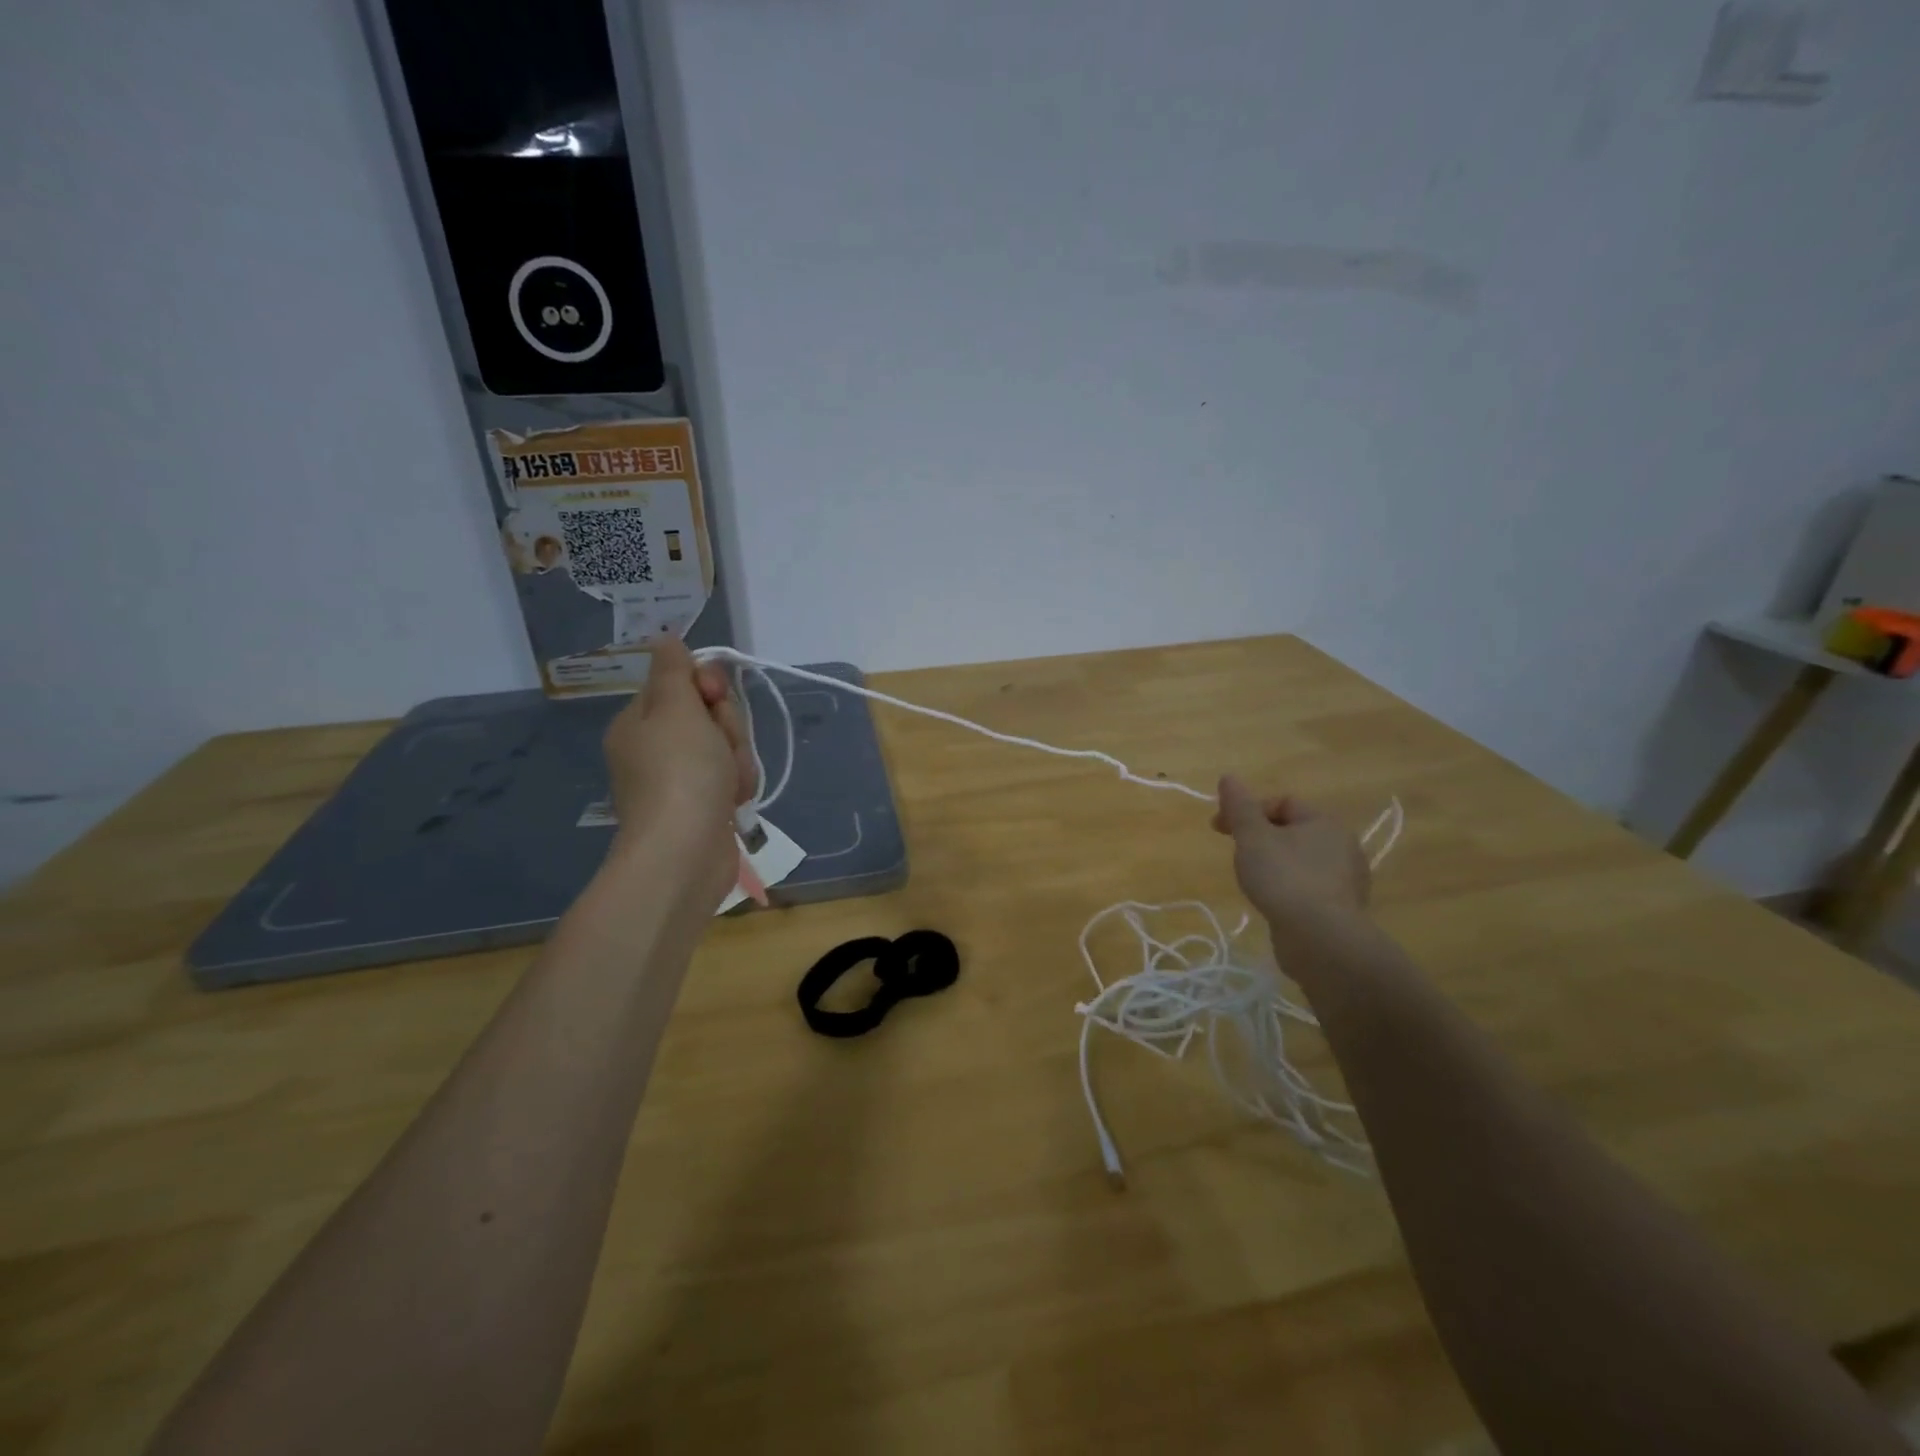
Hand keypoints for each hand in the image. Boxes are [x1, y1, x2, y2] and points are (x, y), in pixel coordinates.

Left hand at [602, 634, 756, 905]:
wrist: (685, 853)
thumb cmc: (680, 774)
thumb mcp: (676, 709)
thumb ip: (675, 671)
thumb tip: (665, 638)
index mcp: (640, 721)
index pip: (682, 683)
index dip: (707, 687)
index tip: (714, 698)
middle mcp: (655, 747)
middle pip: (709, 715)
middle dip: (728, 727)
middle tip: (722, 746)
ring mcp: (679, 779)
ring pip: (725, 746)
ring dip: (738, 758)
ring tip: (732, 782)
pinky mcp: (702, 806)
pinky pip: (729, 777)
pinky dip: (737, 785)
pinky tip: (734, 800)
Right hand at [1213, 775, 1370, 948]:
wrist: (1321, 939)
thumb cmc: (1284, 878)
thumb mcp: (1252, 837)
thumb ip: (1239, 806)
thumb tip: (1229, 777)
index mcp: (1324, 822)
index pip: (1282, 803)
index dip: (1247, 811)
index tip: (1219, 829)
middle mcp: (1343, 845)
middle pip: (1292, 831)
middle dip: (1259, 839)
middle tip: (1237, 856)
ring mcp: (1346, 880)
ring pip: (1300, 861)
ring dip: (1274, 865)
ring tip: (1253, 883)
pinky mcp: (1342, 909)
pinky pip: (1309, 888)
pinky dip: (1288, 889)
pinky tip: (1274, 904)